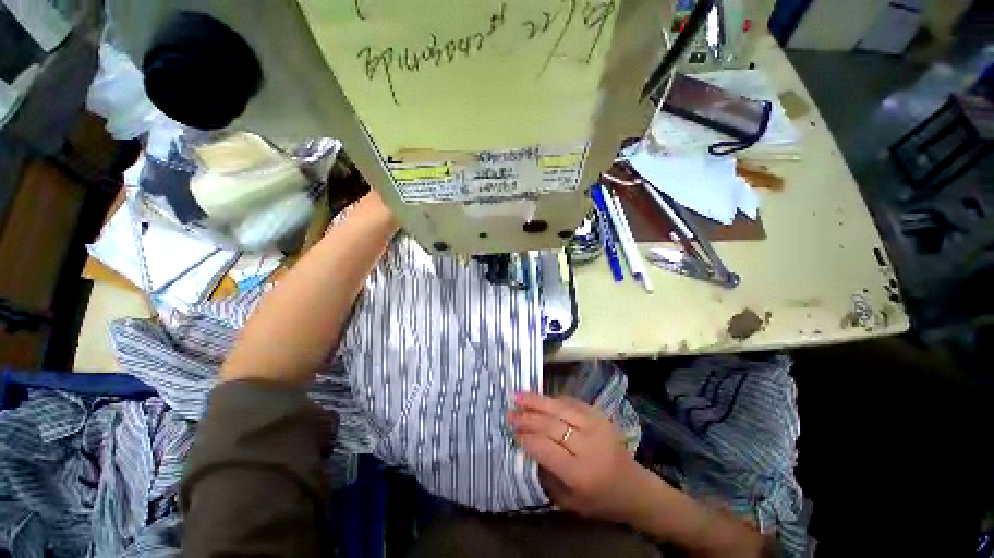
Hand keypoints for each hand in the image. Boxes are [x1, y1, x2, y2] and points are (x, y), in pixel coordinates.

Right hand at [507, 393, 649, 524]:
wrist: (634, 488)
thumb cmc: (599, 500)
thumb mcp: (569, 500)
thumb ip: (546, 473)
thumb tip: (526, 444)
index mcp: (580, 473)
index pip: (545, 448)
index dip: (526, 437)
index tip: (512, 431)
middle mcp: (589, 445)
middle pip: (551, 424)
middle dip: (527, 417)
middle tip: (510, 413)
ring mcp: (596, 425)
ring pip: (560, 408)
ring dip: (537, 401)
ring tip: (518, 396)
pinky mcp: (600, 415)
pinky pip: (572, 402)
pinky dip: (554, 399)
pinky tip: (541, 399)